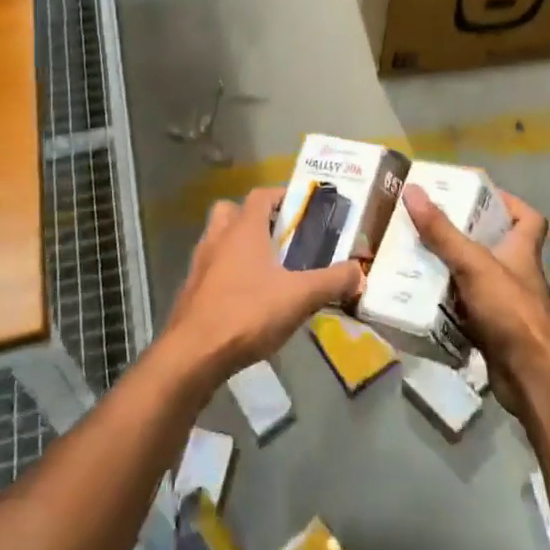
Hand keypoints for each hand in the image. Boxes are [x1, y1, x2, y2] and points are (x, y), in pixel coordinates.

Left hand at [161, 186, 364, 382]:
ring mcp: (200, 264)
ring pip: (219, 239)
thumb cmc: (248, 313)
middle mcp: (218, 237)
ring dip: (239, 246)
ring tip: (267, 270)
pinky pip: (212, 269)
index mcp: (243, 228)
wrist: (193, 354)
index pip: (261, 195)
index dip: (282, 196)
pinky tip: (248, 299)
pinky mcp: (191, 290)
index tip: (303, 210)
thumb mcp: (300, 297)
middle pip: (233, 211)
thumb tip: (359, 271)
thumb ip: (332, 281)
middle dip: (256, 219)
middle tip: (280, 238)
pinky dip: (228, 274)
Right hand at [402, 183, 549, 412]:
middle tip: (430, 224)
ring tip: (417, 255)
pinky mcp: (492, 331)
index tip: (478, 196)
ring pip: (476, 278)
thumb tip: (413, 190)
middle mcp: (517, 274)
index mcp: (522, 251)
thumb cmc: (511, 311)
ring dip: (451, 270)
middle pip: (495, 246)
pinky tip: (421, 298)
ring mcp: (505, 305)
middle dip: (464, 235)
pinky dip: (447, 304)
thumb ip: (443, 232)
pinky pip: (465, 309)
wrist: (531, 376)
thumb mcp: (474, 264)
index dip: (509, 203)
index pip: (529, 219)